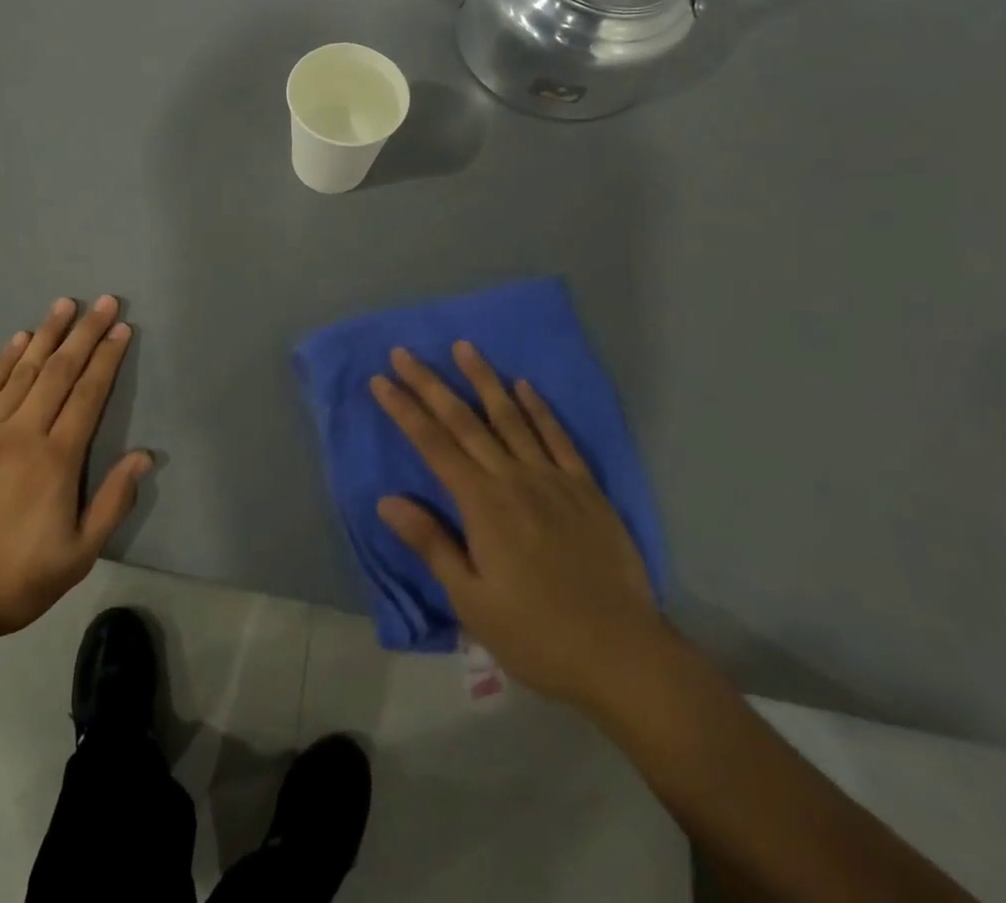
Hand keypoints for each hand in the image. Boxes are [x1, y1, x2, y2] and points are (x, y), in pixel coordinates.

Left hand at [0, 296, 150, 646]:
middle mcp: (22, 435)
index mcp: (56, 461)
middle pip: (59, 372)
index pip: (88, 395)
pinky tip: (19, 338)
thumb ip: (112, 503)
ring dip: (47, 335)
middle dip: (84, 334)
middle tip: (102, 302)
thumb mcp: (77, 556)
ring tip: (64, 305)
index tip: (121, 329)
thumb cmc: (12, 580)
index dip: (106, 359)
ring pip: (23, 371)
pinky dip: (5, 359)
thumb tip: (144, 456)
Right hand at [372, 342, 667, 715]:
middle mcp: (514, 479)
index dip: (404, 410)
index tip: (381, 380)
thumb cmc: (537, 636)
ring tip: (463, 346)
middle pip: (464, 421)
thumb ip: (432, 544)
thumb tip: (386, 500)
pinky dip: (540, 408)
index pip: (433, 445)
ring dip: (483, 379)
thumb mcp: (472, 602)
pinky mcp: (586, 489)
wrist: (624, 658)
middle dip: (430, 383)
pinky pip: (559, 437)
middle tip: (404, 352)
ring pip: (511, 416)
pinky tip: (525, 386)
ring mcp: (553, 479)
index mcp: (482, 505)